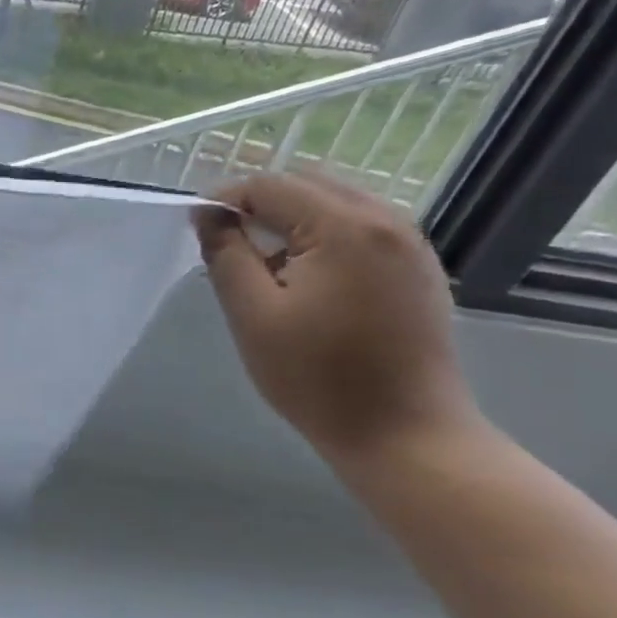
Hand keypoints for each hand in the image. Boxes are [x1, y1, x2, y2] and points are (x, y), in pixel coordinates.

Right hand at [193, 174, 482, 460]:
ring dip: (292, 218)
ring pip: (336, 203)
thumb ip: (226, 254)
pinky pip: (361, 227)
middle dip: (260, 204)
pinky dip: (324, 235)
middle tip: (226, 246)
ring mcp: (410, 244)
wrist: (404, 433)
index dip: (226, 200)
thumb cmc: (317, 377)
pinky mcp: (419, 268)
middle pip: (308, 184)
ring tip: (264, 264)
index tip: (197, 230)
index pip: (271, 185)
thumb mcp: (252, 314)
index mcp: (345, 227)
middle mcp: (386, 221)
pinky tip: (306, 277)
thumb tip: (207, 214)